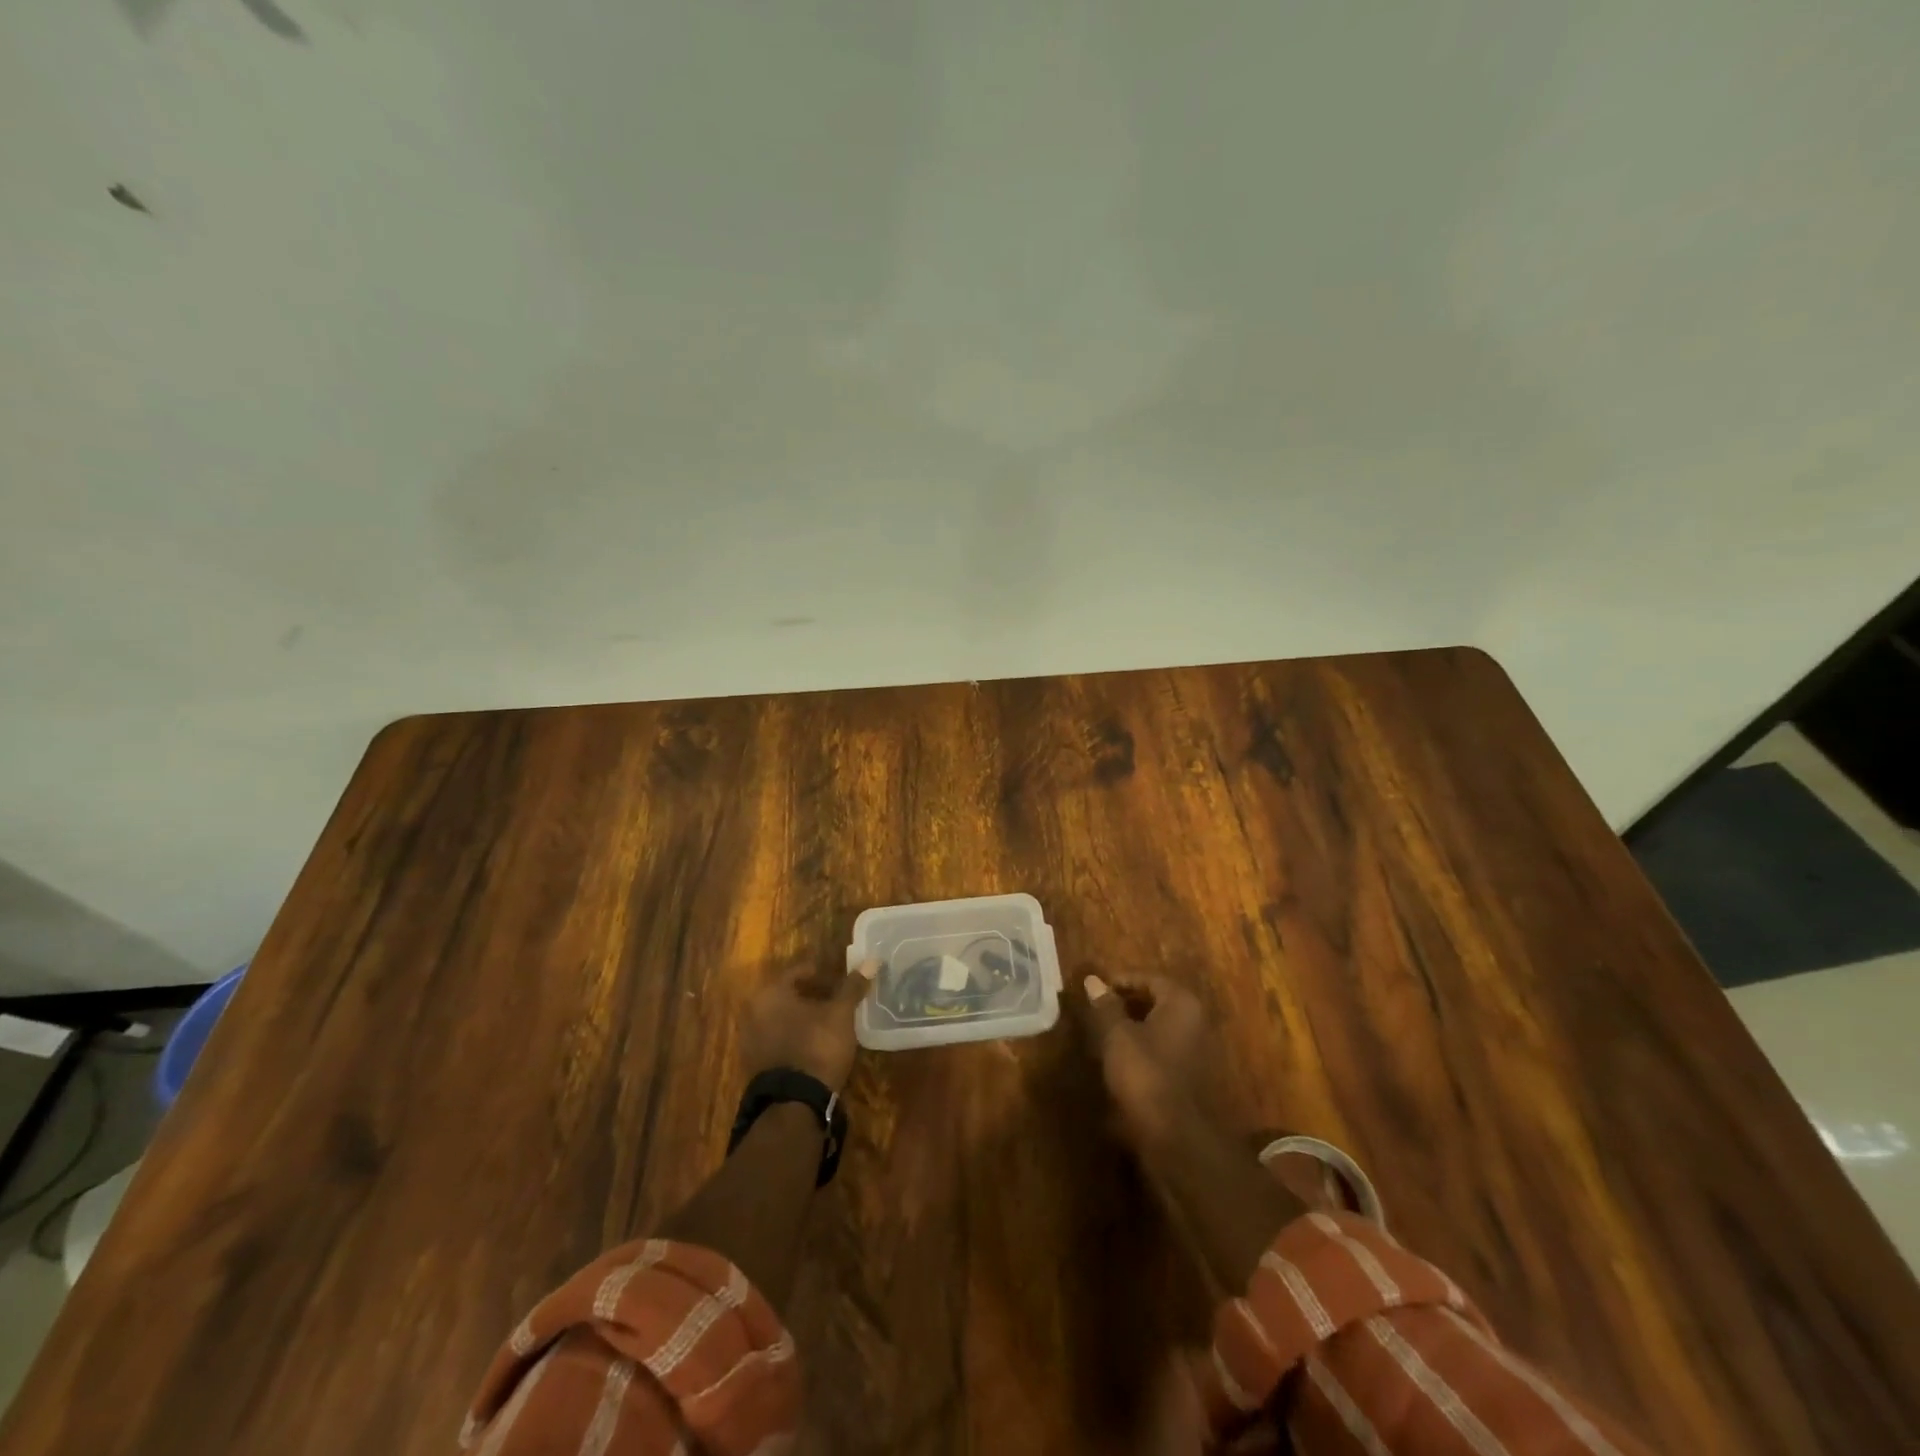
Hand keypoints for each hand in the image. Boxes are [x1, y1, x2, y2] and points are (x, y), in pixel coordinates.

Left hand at [740, 960, 875, 1091]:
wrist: (795, 1103)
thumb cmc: (817, 1046)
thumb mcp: (840, 1014)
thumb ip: (853, 986)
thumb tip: (871, 960)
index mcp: (771, 993)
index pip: (797, 972)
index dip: (821, 973)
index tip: (839, 980)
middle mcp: (754, 1011)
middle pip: (787, 994)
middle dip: (811, 995)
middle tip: (835, 999)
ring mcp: (751, 1039)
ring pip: (781, 1017)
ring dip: (802, 1016)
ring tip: (827, 1022)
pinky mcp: (755, 1063)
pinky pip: (777, 1038)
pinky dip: (794, 1036)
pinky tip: (813, 1043)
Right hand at [1079, 971, 1305, 1292]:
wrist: (1177, 1135)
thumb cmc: (1145, 1074)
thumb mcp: (1117, 1035)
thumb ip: (1105, 1006)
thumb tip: (1093, 980)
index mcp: (1181, 1002)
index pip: (1148, 978)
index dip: (1120, 981)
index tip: (1095, 990)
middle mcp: (1195, 1020)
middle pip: (1156, 1001)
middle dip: (1126, 1003)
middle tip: (1097, 1010)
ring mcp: (1198, 1049)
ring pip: (1160, 1026)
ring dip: (1134, 1026)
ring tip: (1104, 1034)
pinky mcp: (1193, 1074)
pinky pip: (1165, 1049)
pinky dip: (1144, 1047)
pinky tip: (1122, 1060)